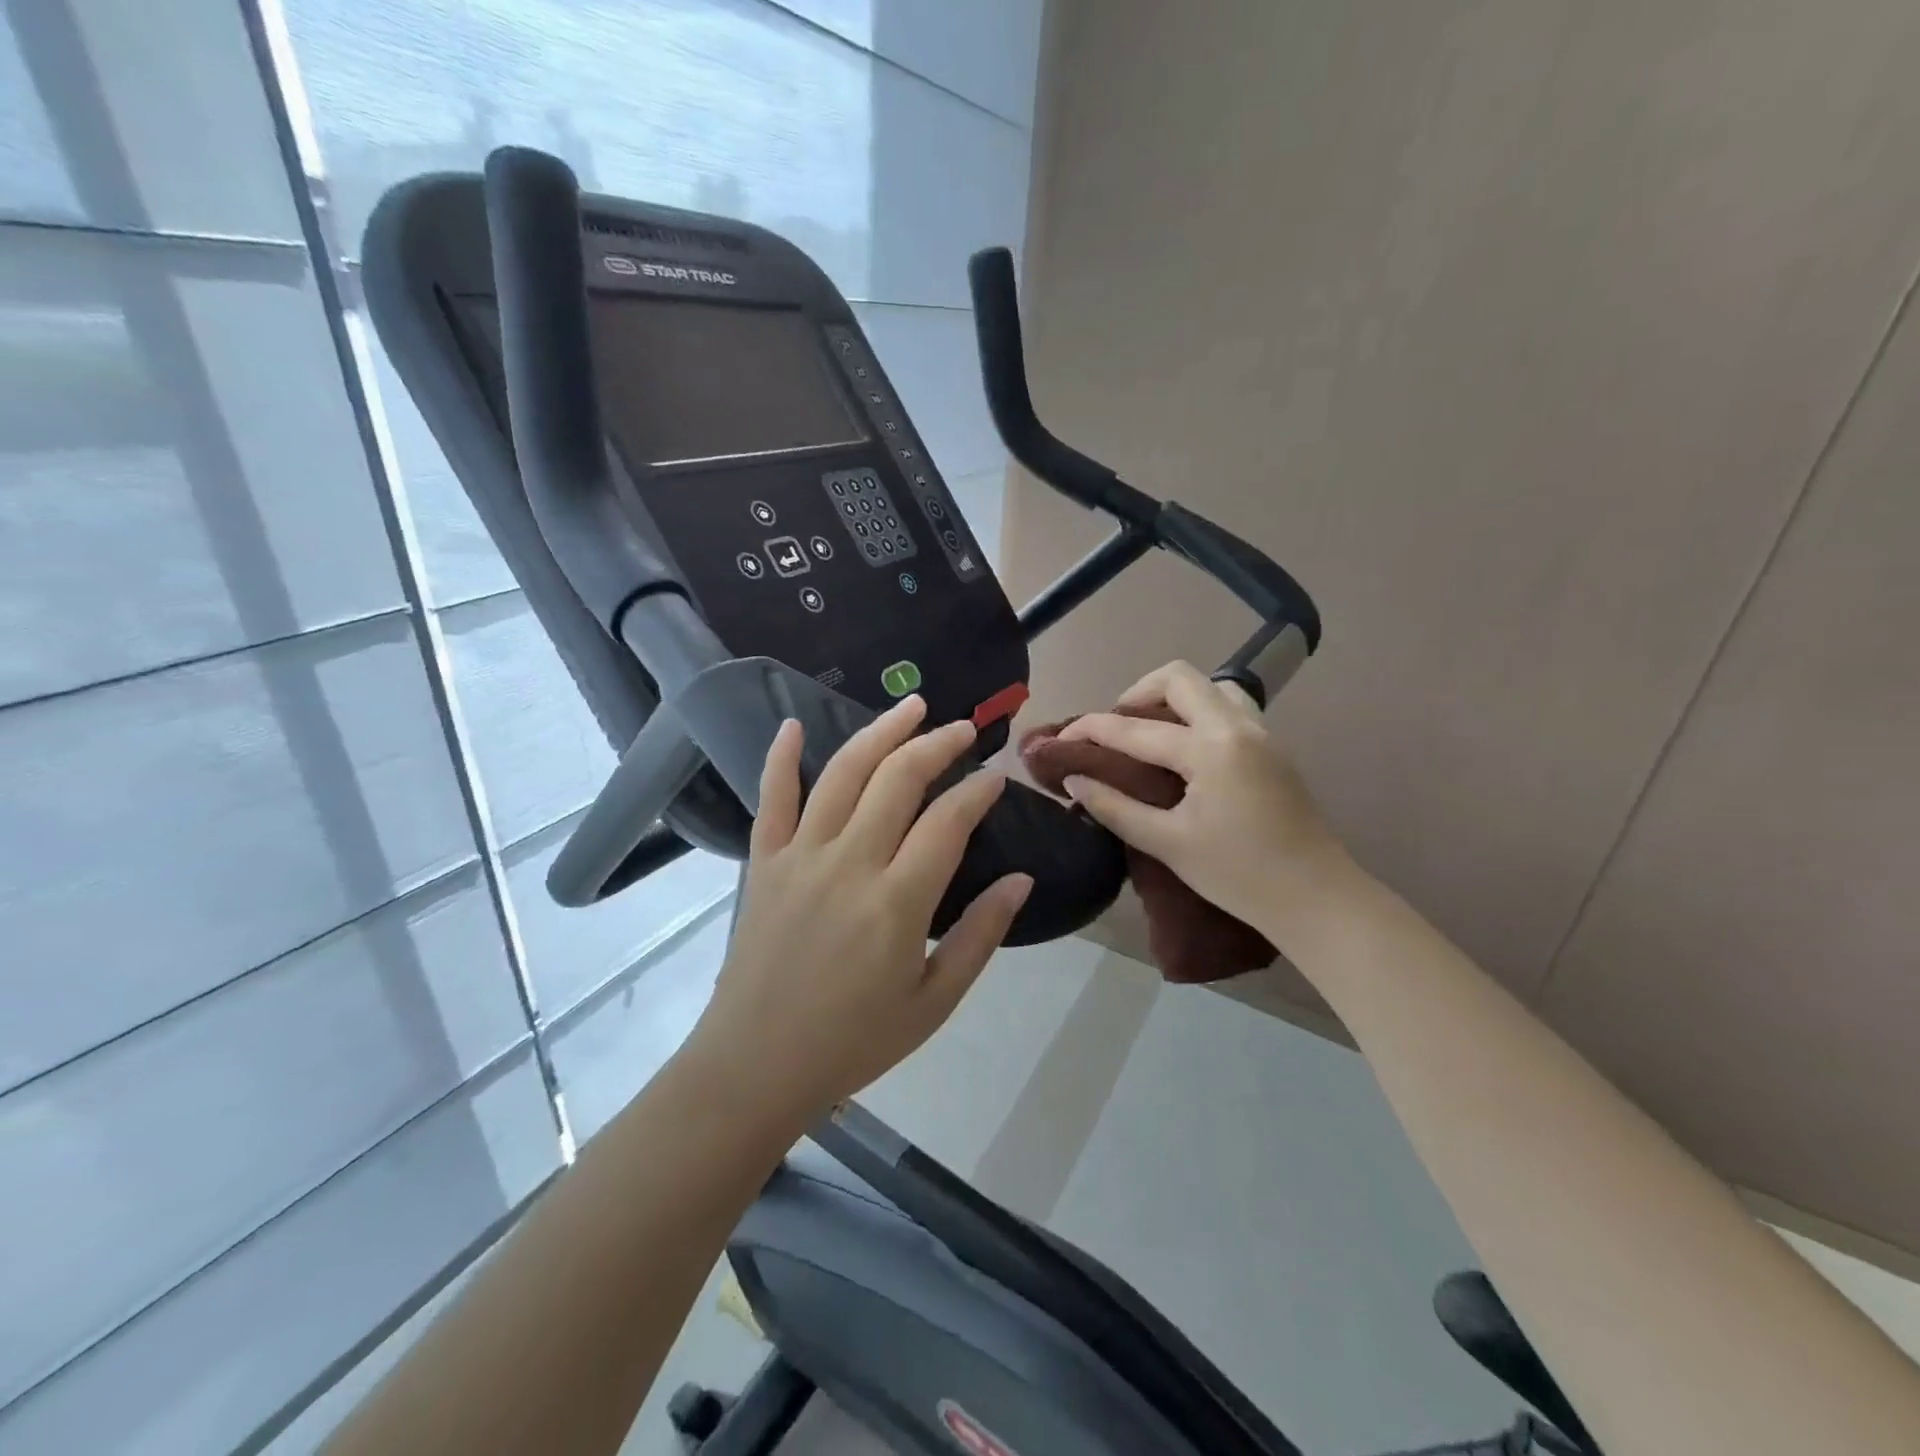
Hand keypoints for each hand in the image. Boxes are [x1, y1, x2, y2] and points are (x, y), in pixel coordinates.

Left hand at [689, 696, 1032, 1125]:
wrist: (756, 1065)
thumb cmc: (853, 1041)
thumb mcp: (934, 1002)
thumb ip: (980, 936)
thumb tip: (1021, 880)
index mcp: (896, 903)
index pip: (948, 822)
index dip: (977, 791)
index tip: (995, 776)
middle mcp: (849, 864)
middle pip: (897, 779)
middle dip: (937, 744)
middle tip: (963, 728)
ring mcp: (800, 857)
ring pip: (842, 773)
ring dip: (880, 732)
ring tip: (911, 705)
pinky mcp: (763, 862)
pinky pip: (772, 798)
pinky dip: (781, 757)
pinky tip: (793, 724)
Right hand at [1056, 661, 1348, 935]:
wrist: (1318, 898)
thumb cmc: (1239, 876)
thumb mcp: (1168, 844)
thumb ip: (1115, 807)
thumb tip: (1074, 781)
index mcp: (1210, 749)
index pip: (1135, 727)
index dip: (1090, 729)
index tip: (1060, 739)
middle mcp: (1237, 727)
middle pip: (1179, 677)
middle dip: (1136, 693)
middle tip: (1114, 728)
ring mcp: (1262, 733)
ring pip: (1211, 686)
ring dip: (1173, 699)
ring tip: (1150, 734)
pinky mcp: (1273, 748)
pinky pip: (1230, 707)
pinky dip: (1198, 713)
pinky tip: (1185, 751)